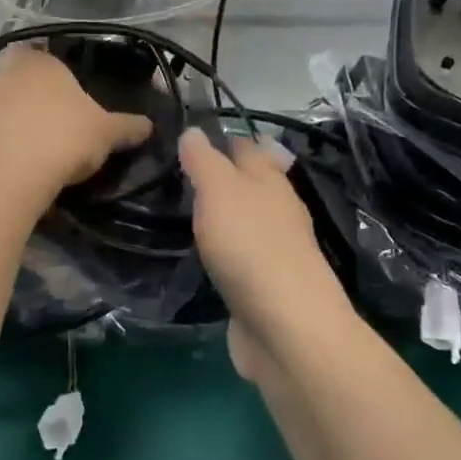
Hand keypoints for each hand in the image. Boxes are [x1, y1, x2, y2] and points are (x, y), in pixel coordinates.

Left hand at [0, 47, 153, 207]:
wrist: (6, 176)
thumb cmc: (62, 138)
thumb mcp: (105, 134)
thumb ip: (127, 127)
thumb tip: (150, 125)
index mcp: (39, 63)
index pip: (38, 51)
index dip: (48, 68)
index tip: (62, 90)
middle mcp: (3, 74)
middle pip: (16, 79)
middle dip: (30, 97)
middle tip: (52, 122)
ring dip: (11, 122)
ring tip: (33, 150)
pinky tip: (12, 167)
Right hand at [179, 128, 357, 380]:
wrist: (286, 329)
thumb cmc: (251, 247)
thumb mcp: (220, 190)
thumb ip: (204, 160)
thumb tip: (194, 130)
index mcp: (270, 181)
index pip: (246, 147)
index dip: (220, 139)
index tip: (185, 138)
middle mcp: (277, 211)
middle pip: (248, 184)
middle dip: (219, 178)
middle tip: (174, 176)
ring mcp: (274, 251)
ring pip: (243, 221)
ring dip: (219, 216)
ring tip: (179, 211)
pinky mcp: (265, 287)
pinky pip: (239, 258)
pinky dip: (221, 252)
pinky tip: (198, 256)